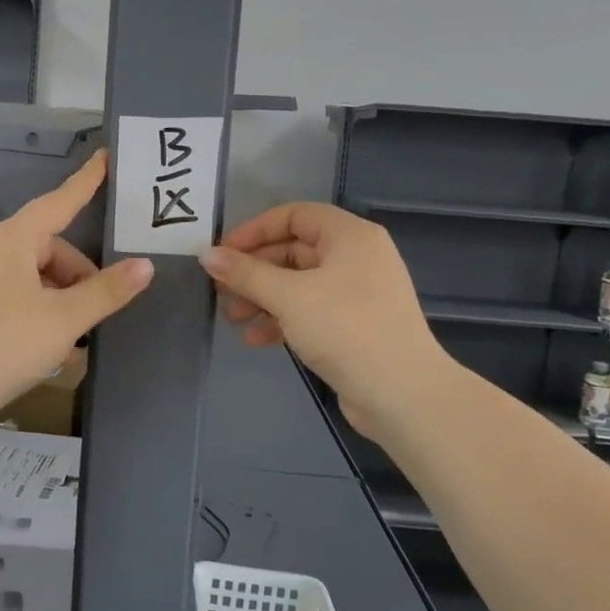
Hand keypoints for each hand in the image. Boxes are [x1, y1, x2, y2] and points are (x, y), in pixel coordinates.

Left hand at [0, 150, 153, 422]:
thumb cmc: (2, 343)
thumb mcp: (64, 319)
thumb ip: (106, 291)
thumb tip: (145, 265)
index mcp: (16, 238)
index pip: (62, 200)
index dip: (87, 181)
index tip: (107, 156)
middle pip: (53, 249)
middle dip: (81, 278)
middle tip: (100, 314)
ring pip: (37, 279)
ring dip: (63, 303)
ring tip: (75, 344)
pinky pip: (19, 299)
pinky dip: (41, 316)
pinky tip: (51, 352)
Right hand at [199, 202, 448, 441]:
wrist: (403, 395)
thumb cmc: (345, 329)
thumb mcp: (288, 296)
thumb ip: (245, 273)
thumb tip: (206, 254)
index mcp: (350, 236)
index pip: (294, 215)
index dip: (255, 230)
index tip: (223, 253)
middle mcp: (357, 257)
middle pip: (293, 251)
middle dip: (254, 271)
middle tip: (221, 290)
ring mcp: (358, 293)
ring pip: (299, 284)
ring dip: (263, 298)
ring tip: (233, 319)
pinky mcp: (355, 326)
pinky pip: (311, 311)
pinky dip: (283, 319)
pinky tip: (256, 339)